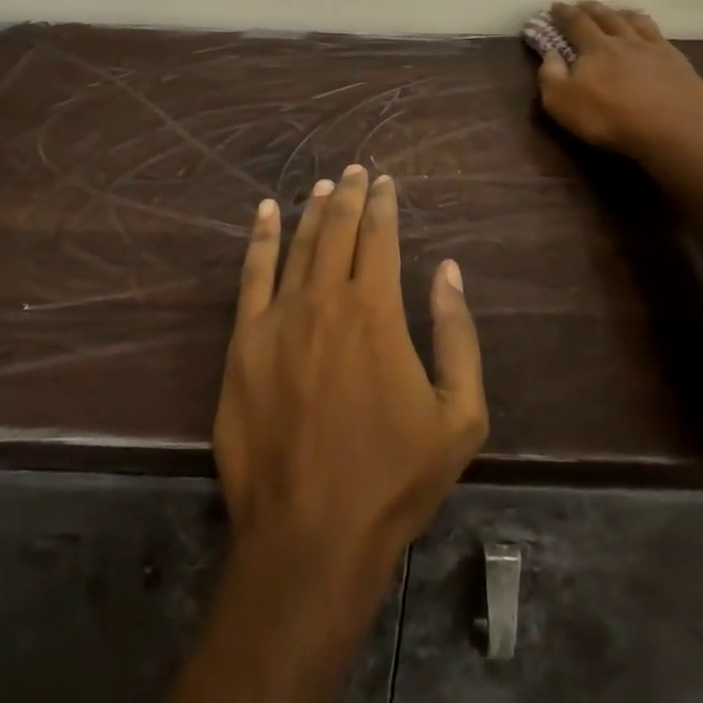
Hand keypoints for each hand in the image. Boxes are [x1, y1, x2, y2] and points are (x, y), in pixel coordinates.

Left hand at [215, 166, 487, 585]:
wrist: (309, 531)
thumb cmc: (392, 477)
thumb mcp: (458, 416)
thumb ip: (459, 336)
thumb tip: (448, 271)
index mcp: (375, 311)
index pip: (379, 237)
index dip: (383, 204)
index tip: (385, 182)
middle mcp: (324, 298)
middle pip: (337, 230)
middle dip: (350, 195)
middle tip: (356, 171)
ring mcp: (278, 316)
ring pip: (298, 245)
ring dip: (313, 210)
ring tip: (323, 186)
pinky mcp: (244, 340)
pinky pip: (252, 274)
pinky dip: (262, 237)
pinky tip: (267, 212)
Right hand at [537, 0, 702, 165]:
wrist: (672, 135)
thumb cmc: (609, 119)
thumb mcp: (562, 102)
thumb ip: (550, 74)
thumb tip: (551, 53)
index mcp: (596, 47)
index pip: (576, 22)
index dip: (564, 12)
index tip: (555, 6)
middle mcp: (626, 40)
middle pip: (607, 16)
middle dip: (592, 8)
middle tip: (583, 3)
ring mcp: (657, 50)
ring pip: (638, 22)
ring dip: (624, 14)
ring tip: (618, 12)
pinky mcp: (681, 65)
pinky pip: (663, 39)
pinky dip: (652, 32)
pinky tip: (653, 38)